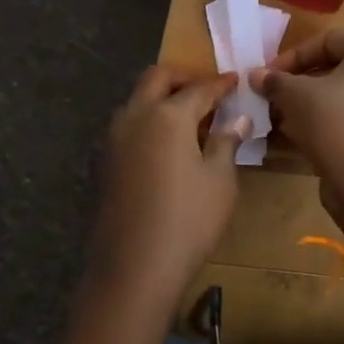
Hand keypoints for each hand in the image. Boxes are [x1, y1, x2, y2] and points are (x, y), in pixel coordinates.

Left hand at [87, 66, 249, 301]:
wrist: (135, 266)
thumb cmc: (189, 220)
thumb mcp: (220, 181)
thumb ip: (226, 143)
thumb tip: (238, 120)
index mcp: (167, 116)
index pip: (199, 89)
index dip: (220, 84)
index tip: (234, 80)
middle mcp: (135, 117)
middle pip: (156, 79)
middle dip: (182, 78)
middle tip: (206, 90)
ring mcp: (114, 140)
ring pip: (136, 102)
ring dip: (161, 99)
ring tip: (188, 118)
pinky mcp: (105, 163)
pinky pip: (128, 127)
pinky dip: (148, 122)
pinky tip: (165, 145)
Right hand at [252, 30, 343, 229]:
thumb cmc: (335, 124)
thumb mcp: (295, 97)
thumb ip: (274, 81)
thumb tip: (256, 75)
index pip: (327, 41)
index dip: (291, 58)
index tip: (266, 76)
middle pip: (340, 69)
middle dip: (302, 84)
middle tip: (274, 100)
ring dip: (314, 105)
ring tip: (285, 121)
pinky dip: (335, 123)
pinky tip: (308, 140)